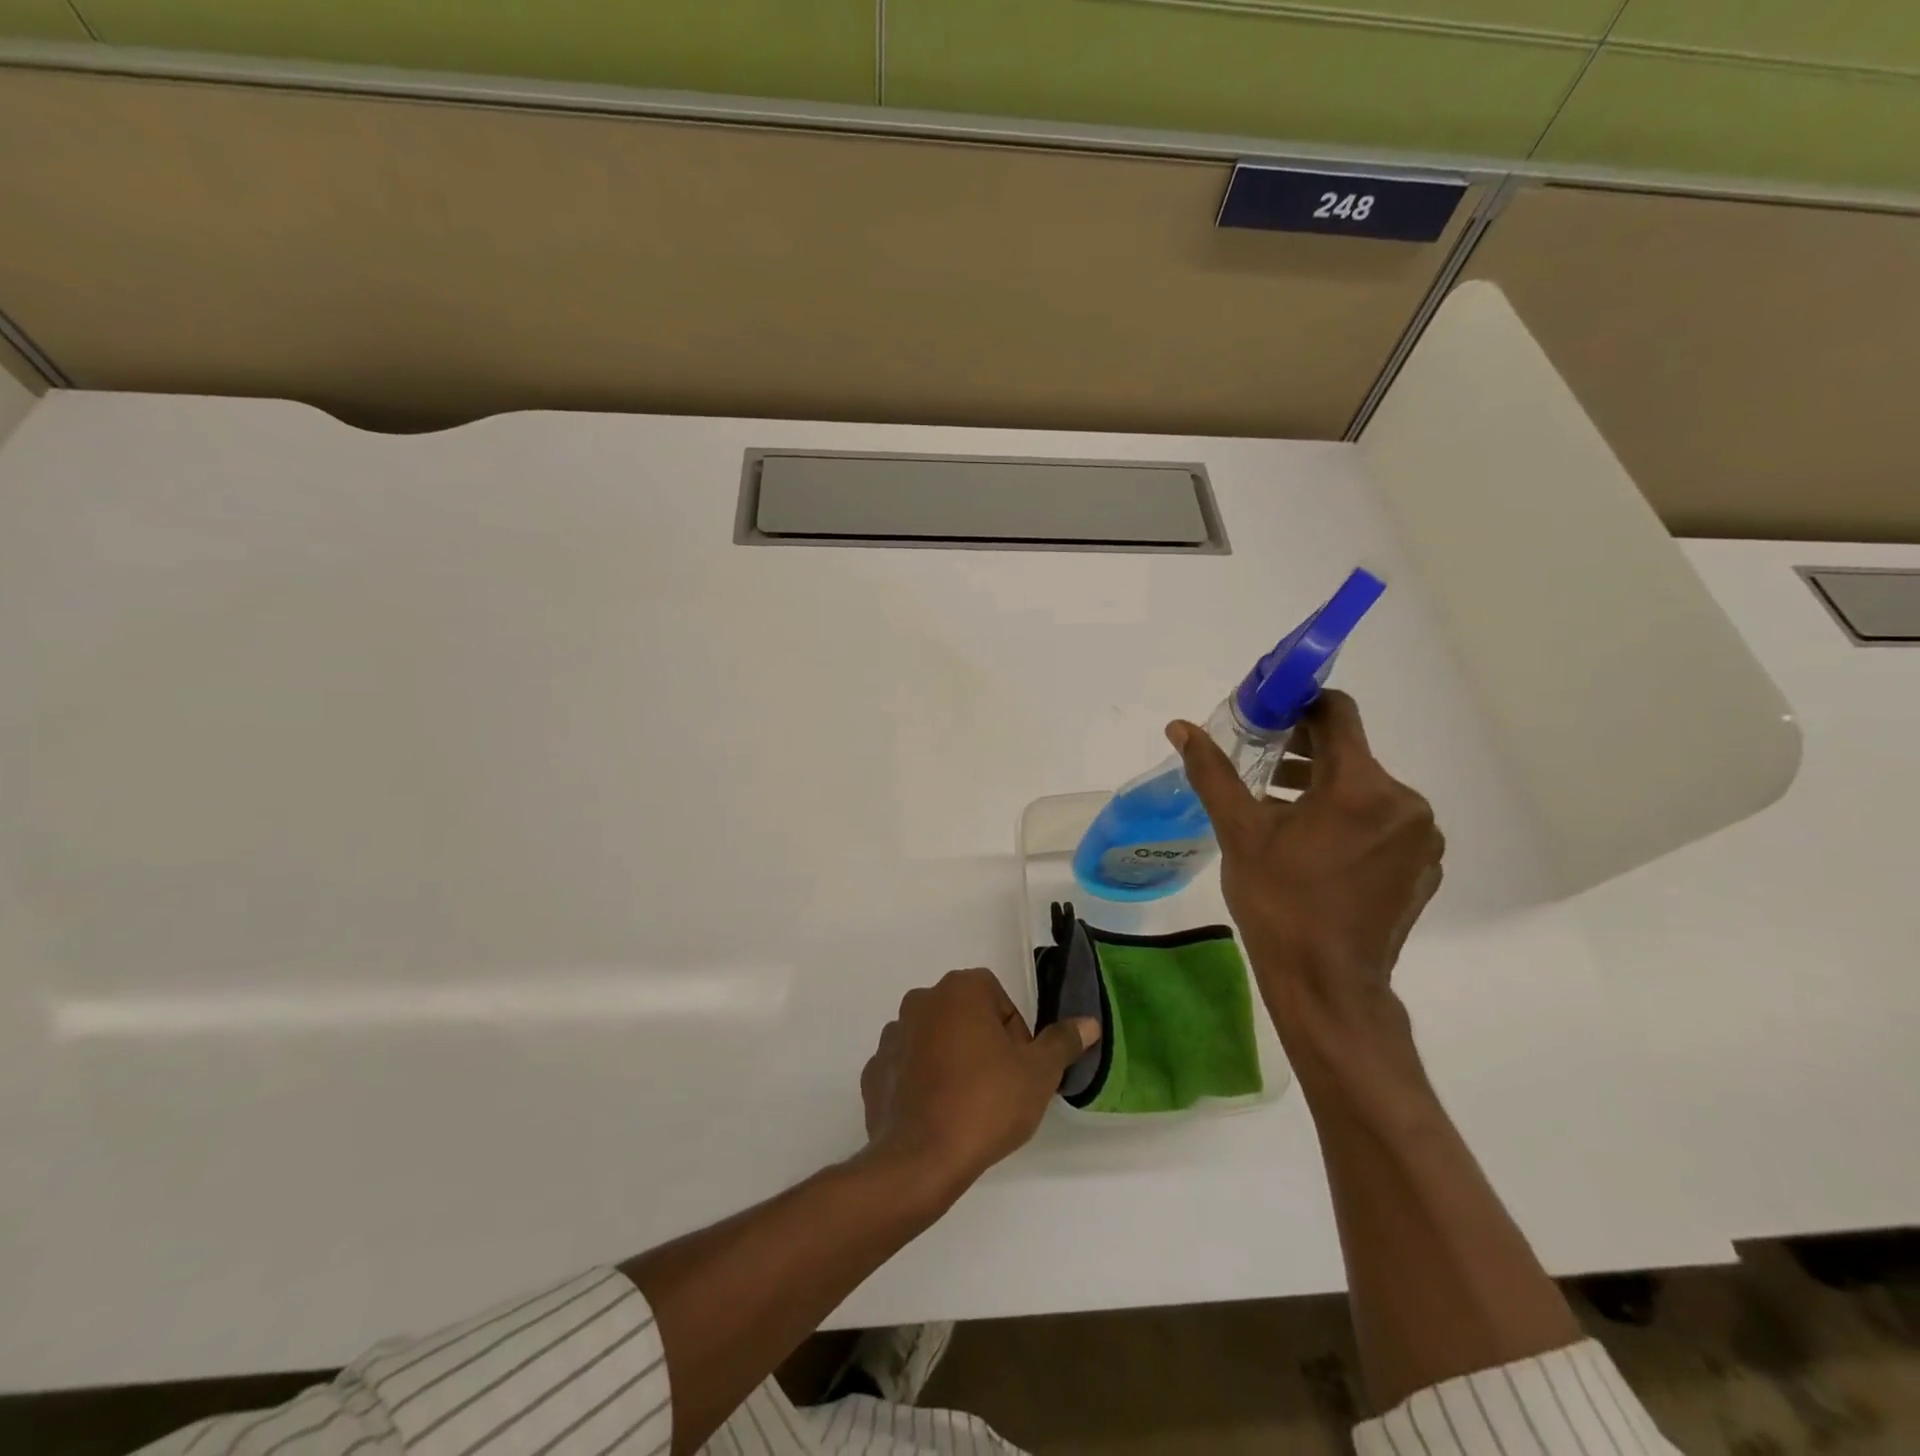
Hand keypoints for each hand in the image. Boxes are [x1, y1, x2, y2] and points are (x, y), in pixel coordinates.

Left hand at [860, 969, 1098, 1201]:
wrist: (920, 1160)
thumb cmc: (985, 1104)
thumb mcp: (1038, 1074)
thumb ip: (1062, 1043)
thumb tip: (1088, 1023)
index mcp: (959, 990)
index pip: (997, 997)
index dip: (1015, 1033)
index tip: (1019, 1068)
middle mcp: (921, 1000)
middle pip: (965, 1015)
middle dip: (983, 1043)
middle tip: (998, 1087)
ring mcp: (892, 1035)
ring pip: (934, 1039)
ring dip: (951, 1060)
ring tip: (966, 1104)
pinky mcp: (874, 1070)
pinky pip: (907, 1067)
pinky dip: (921, 1082)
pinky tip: (936, 1114)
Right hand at [1166, 690, 1442, 1037]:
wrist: (1328, 984)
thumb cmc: (1279, 903)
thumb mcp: (1238, 832)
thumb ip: (1213, 772)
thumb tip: (1180, 727)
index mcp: (1360, 786)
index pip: (1337, 714)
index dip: (1300, 705)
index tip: (1267, 717)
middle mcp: (1404, 802)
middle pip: (1351, 753)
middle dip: (1304, 752)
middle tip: (1261, 769)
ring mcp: (1421, 838)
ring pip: (1368, 788)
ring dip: (1325, 788)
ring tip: (1280, 809)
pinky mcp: (1424, 867)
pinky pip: (1385, 823)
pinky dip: (1350, 820)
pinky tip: (1315, 847)